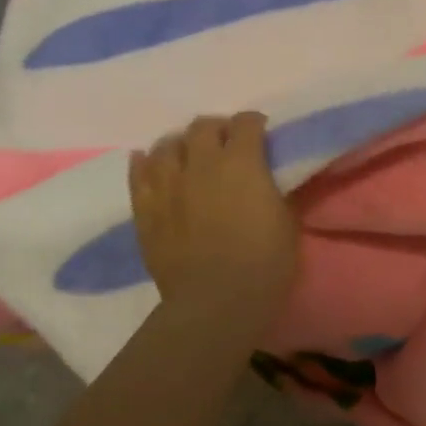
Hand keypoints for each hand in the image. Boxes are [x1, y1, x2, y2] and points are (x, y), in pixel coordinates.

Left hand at [128, 113, 299, 330]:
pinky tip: (150, 163)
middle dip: (217, 129)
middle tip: (226, 143)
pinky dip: (145, 163)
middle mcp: (201, 163)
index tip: (261, 133)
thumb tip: (267, 179)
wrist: (216, 302)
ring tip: (188, 154)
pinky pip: (138, 174)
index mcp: (242, 162)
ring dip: (181, 144)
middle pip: (203, 126)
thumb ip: (273, 190)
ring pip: (167, 145)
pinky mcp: (145, 209)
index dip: (254, 124)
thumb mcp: (286, 220)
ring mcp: (168, 185)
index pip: (246, 123)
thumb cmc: (265, 262)